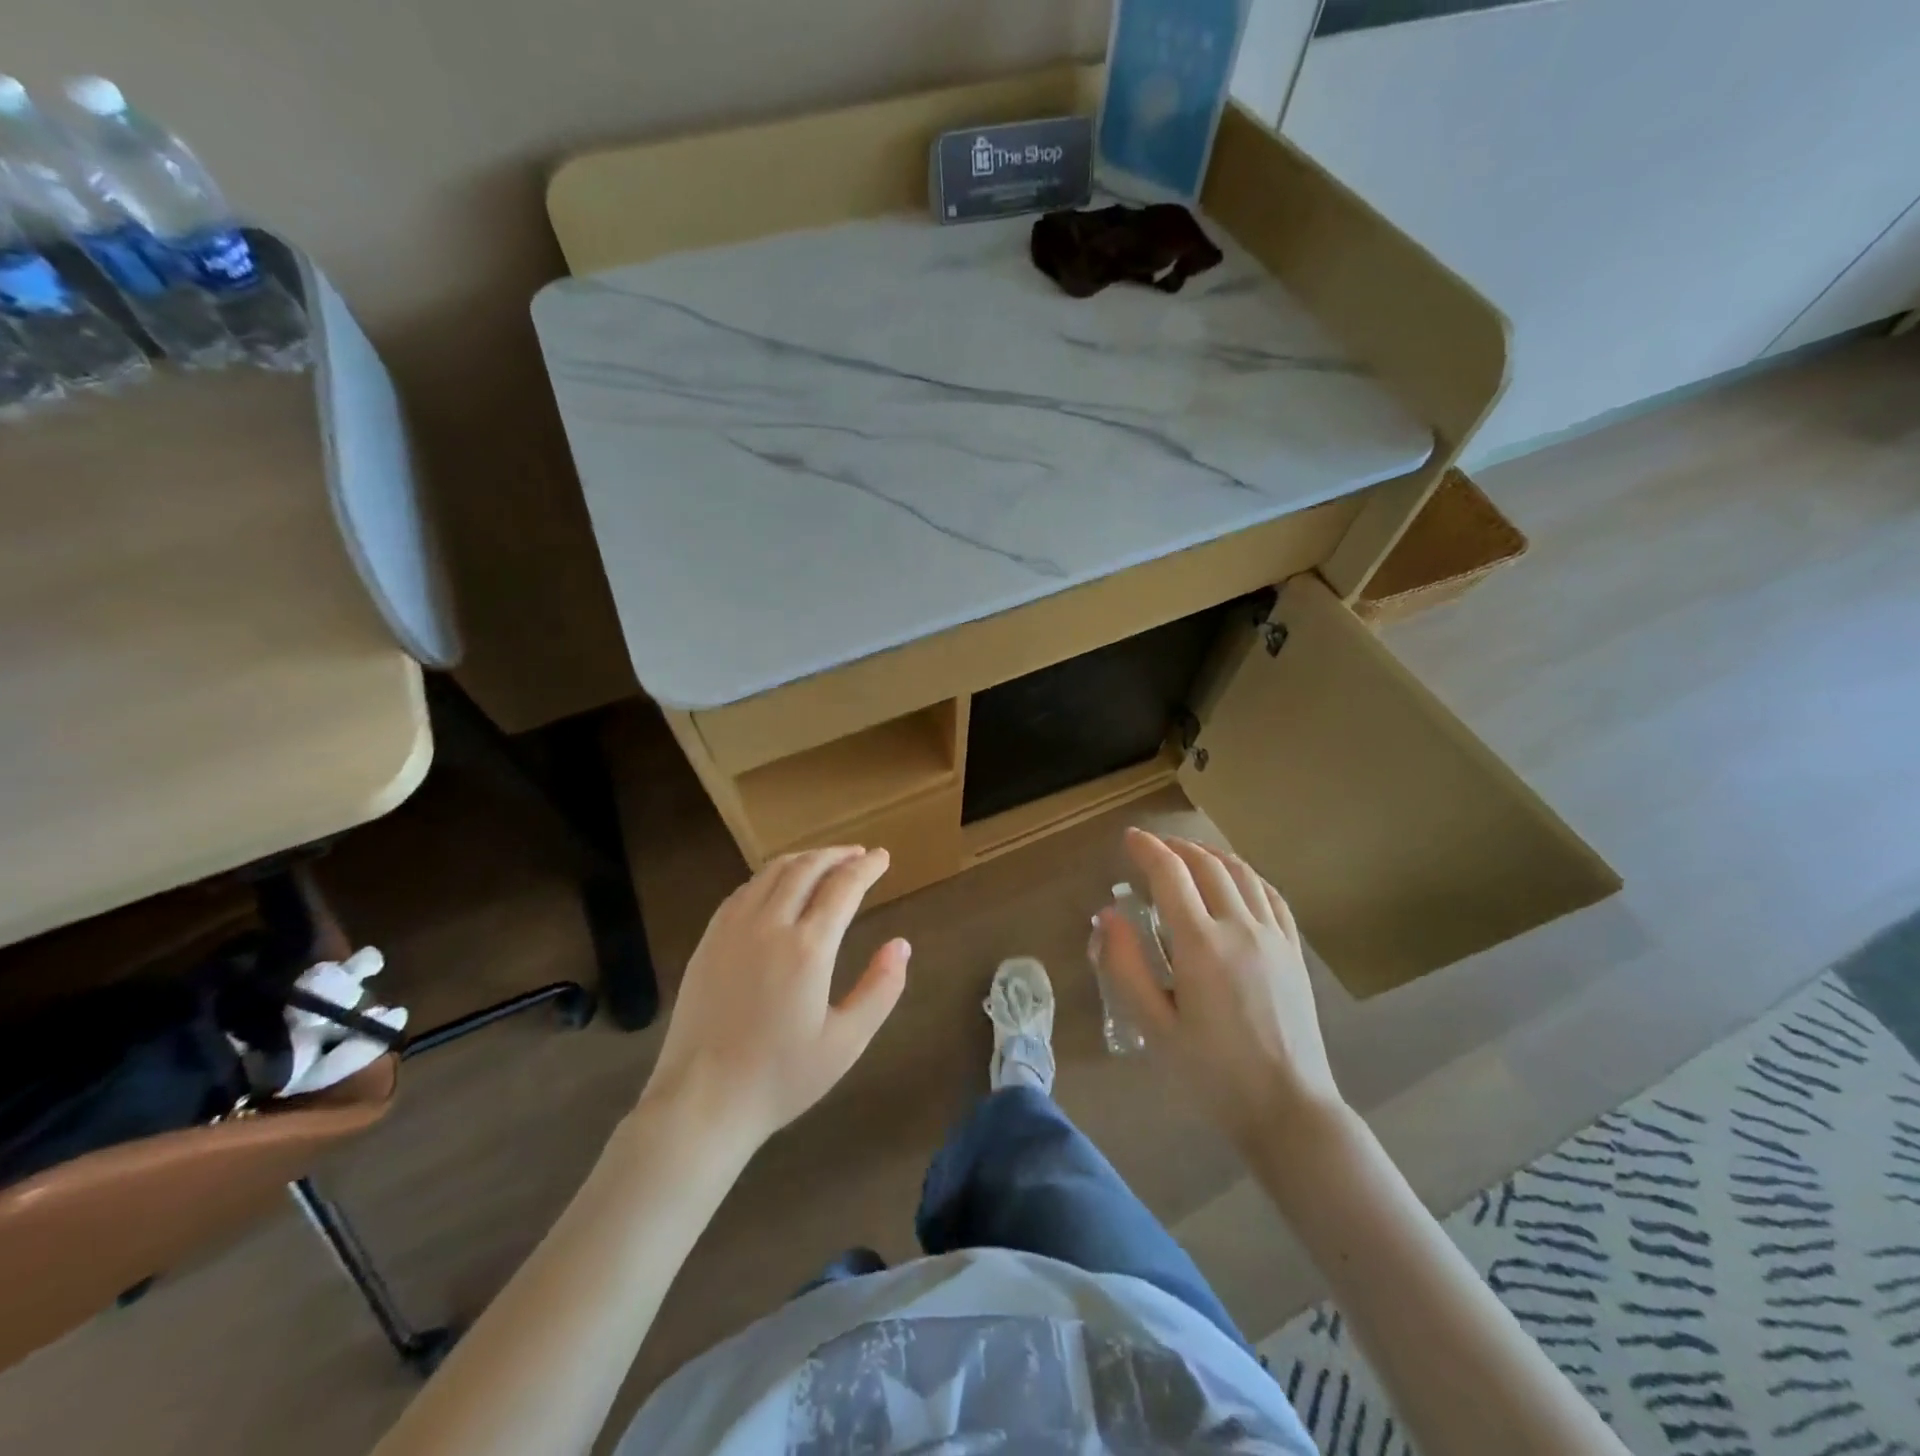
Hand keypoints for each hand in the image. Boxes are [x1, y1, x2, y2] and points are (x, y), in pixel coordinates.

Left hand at [642, 847, 908, 1150]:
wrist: (702, 1101)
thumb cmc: (781, 1077)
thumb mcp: (846, 1043)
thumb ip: (880, 990)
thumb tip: (901, 945)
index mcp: (808, 948)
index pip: (843, 887)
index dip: (867, 867)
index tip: (883, 857)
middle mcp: (769, 925)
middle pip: (807, 868)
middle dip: (837, 854)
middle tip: (858, 854)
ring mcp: (733, 929)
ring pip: (772, 872)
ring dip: (804, 859)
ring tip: (824, 861)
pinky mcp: (709, 940)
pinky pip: (744, 890)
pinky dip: (771, 876)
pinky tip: (778, 886)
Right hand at [1098, 828, 1343, 1146]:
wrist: (1289, 1109)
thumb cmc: (1212, 1074)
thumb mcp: (1154, 1026)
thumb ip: (1126, 966)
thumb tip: (1107, 915)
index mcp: (1201, 944)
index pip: (1170, 874)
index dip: (1147, 849)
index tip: (1129, 838)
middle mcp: (1239, 927)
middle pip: (1207, 865)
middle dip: (1176, 847)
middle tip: (1153, 846)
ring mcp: (1273, 936)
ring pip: (1242, 873)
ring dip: (1211, 855)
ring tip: (1189, 854)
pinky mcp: (1294, 951)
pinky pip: (1271, 895)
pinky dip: (1247, 875)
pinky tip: (1236, 880)